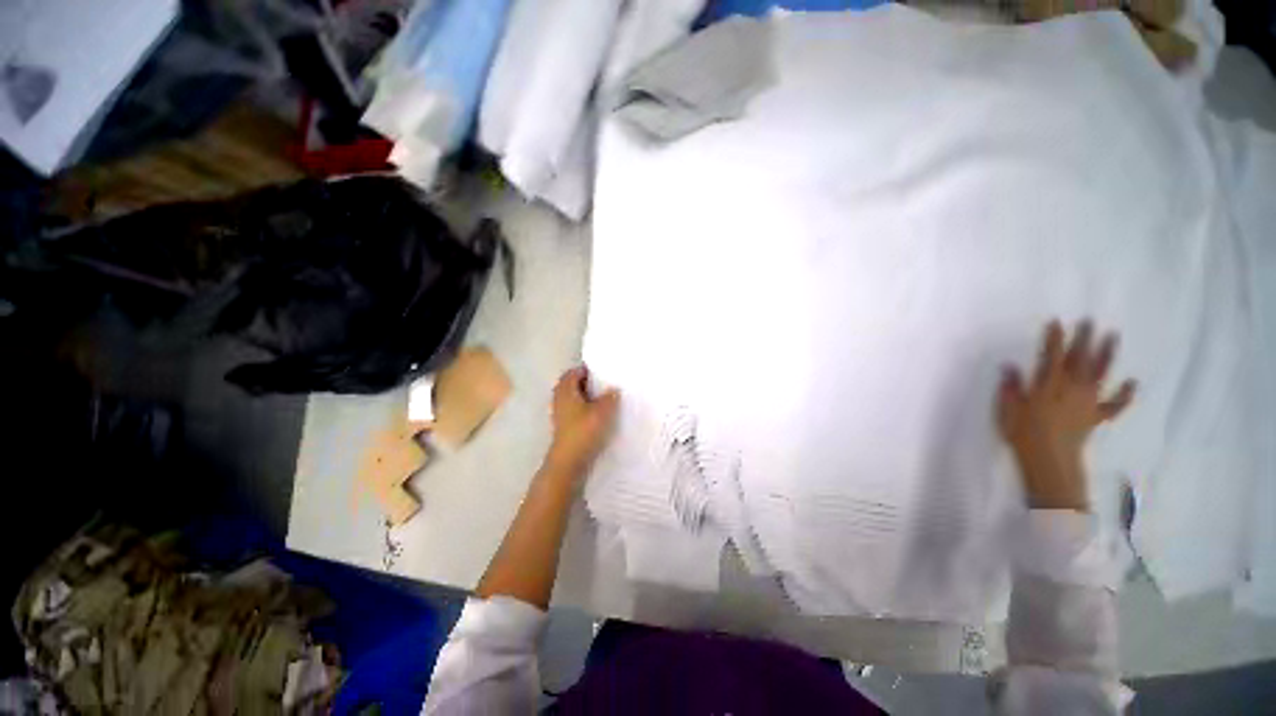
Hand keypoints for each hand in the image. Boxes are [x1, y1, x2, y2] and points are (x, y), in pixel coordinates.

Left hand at [546, 366, 619, 476]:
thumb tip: (614, 389)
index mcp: (566, 390)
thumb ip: (610, 397)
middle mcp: (560, 398)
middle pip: (572, 384)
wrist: (569, 462)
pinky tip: (598, 415)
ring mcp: (560, 413)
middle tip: (605, 384)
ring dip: (586, 396)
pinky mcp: (564, 426)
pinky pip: (574, 410)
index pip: (574, 372)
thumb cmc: (584, 431)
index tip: (603, 371)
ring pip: (574, 398)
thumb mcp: (603, 411)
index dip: (587, 369)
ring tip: (604, 399)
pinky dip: (584, 408)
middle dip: (587, 382)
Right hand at [997, 321, 1136, 510]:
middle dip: (1083, 340)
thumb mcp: (1008, 410)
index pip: (1051, 357)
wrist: (1049, 462)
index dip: (1054, 339)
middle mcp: (1070, 389)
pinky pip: (1114, 404)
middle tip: (1089, 321)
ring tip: (1112, 336)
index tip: (1056, 323)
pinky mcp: (1095, 416)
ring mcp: (1086, 402)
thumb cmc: (1022, 435)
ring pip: (1098, 375)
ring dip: (1106, 355)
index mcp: (1047, 387)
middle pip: (1078, 360)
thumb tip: (1010, 366)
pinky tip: (1132, 382)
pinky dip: (1125, 394)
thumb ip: (1011, 388)